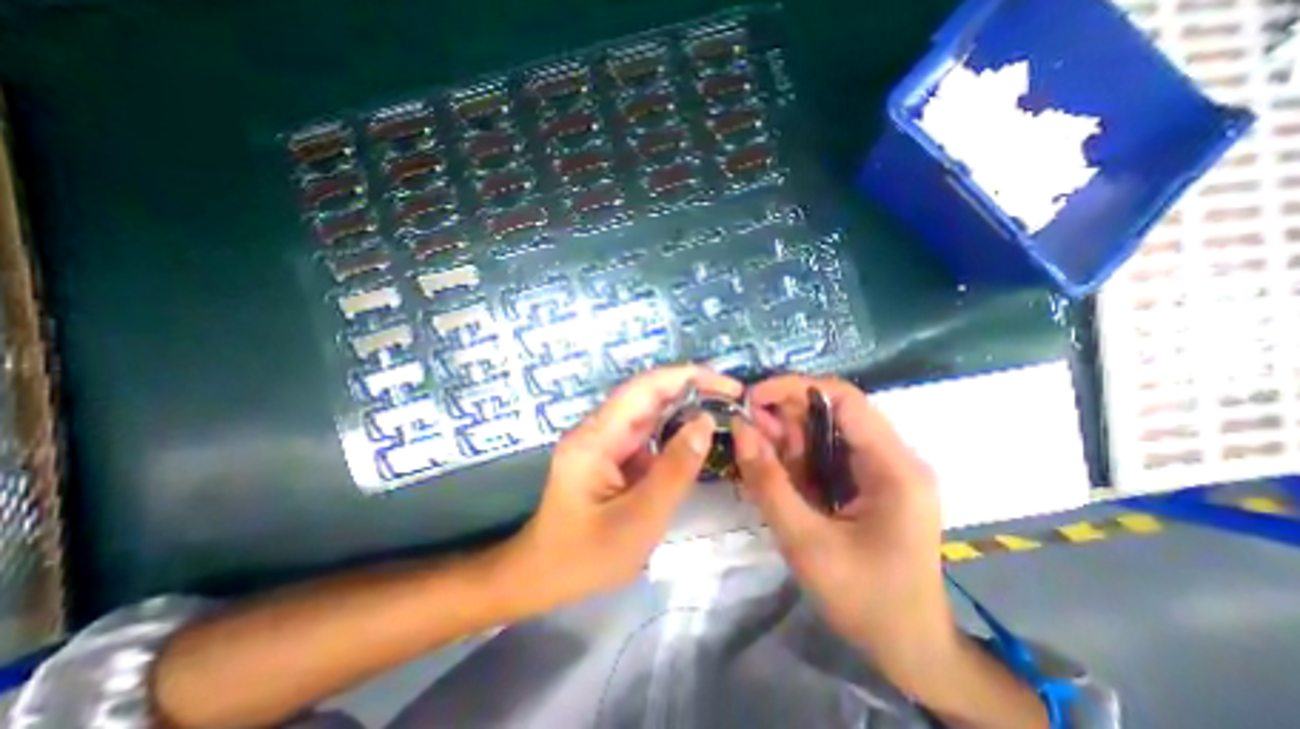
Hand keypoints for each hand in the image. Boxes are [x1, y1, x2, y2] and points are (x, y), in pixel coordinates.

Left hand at [514, 365, 745, 607]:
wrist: (543, 576)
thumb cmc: (586, 556)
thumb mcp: (639, 519)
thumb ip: (675, 469)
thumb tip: (706, 421)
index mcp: (596, 437)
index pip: (644, 388)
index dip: (686, 377)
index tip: (727, 385)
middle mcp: (598, 429)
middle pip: (647, 394)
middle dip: (690, 389)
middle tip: (732, 397)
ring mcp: (603, 440)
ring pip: (648, 412)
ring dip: (684, 407)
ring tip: (722, 410)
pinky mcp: (610, 453)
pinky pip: (645, 433)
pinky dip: (673, 430)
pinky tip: (695, 435)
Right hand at [730, 375, 950, 678]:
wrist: (910, 649)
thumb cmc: (865, 600)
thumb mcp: (806, 542)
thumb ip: (768, 483)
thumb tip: (739, 429)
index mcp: (892, 467)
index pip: (844, 398)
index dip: (794, 388)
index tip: (753, 398)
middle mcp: (891, 457)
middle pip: (831, 412)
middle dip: (784, 415)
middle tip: (745, 430)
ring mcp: (880, 469)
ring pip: (824, 431)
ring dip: (785, 436)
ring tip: (753, 450)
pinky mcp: (867, 482)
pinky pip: (825, 454)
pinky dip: (794, 456)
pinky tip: (771, 467)